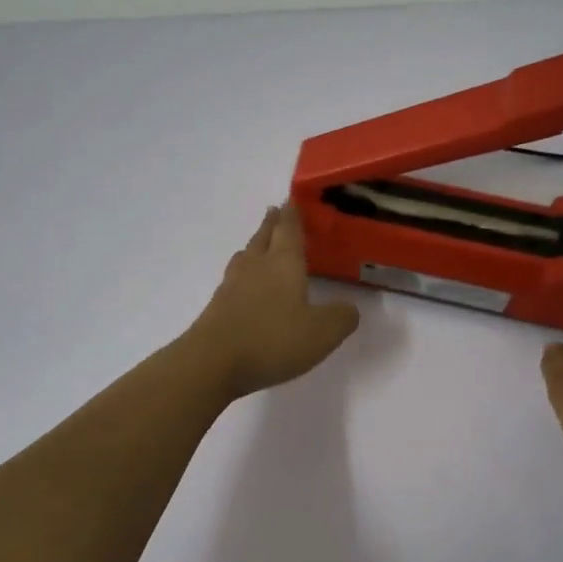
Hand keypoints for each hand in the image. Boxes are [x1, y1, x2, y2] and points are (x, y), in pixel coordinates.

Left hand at [185, 203, 360, 398]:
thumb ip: (341, 317)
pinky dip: (244, 275)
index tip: (291, 199)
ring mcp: (232, 286)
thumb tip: (349, 308)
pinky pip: (234, 280)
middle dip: (272, 223)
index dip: (292, 214)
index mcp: (283, 263)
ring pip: (246, 257)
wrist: (212, 362)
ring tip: (261, 245)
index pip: (288, 229)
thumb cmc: (272, 340)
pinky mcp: (217, 307)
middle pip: (263, 237)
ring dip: (255, 246)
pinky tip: (247, 287)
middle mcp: (256, 267)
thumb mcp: (322, 332)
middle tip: (276, 212)